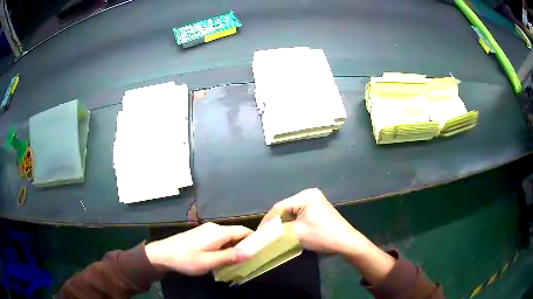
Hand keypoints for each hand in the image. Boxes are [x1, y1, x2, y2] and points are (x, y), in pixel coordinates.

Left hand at [145, 222, 252, 274]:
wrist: (162, 254)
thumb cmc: (186, 259)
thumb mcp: (210, 261)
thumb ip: (231, 256)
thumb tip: (251, 252)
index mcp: (218, 232)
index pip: (243, 231)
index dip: (254, 239)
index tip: (262, 250)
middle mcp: (214, 227)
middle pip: (236, 233)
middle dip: (244, 245)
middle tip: (250, 260)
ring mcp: (206, 230)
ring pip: (227, 237)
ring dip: (234, 247)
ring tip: (237, 262)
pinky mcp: (200, 234)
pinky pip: (219, 239)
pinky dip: (225, 247)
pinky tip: (222, 258)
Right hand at [260, 188, 370, 254]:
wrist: (346, 242)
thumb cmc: (322, 236)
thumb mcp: (297, 233)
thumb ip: (278, 230)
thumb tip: (264, 232)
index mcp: (305, 196)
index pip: (279, 207)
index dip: (268, 220)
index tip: (259, 232)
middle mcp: (310, 194)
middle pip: (286, 208)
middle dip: (275, 222)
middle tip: (265, 233)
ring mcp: (315, 201)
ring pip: (292, 212)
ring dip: (283, 223)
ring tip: (273, 234)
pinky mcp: (318, 209)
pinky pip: (300, 214)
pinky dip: (292, 223)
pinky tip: (287, 231)